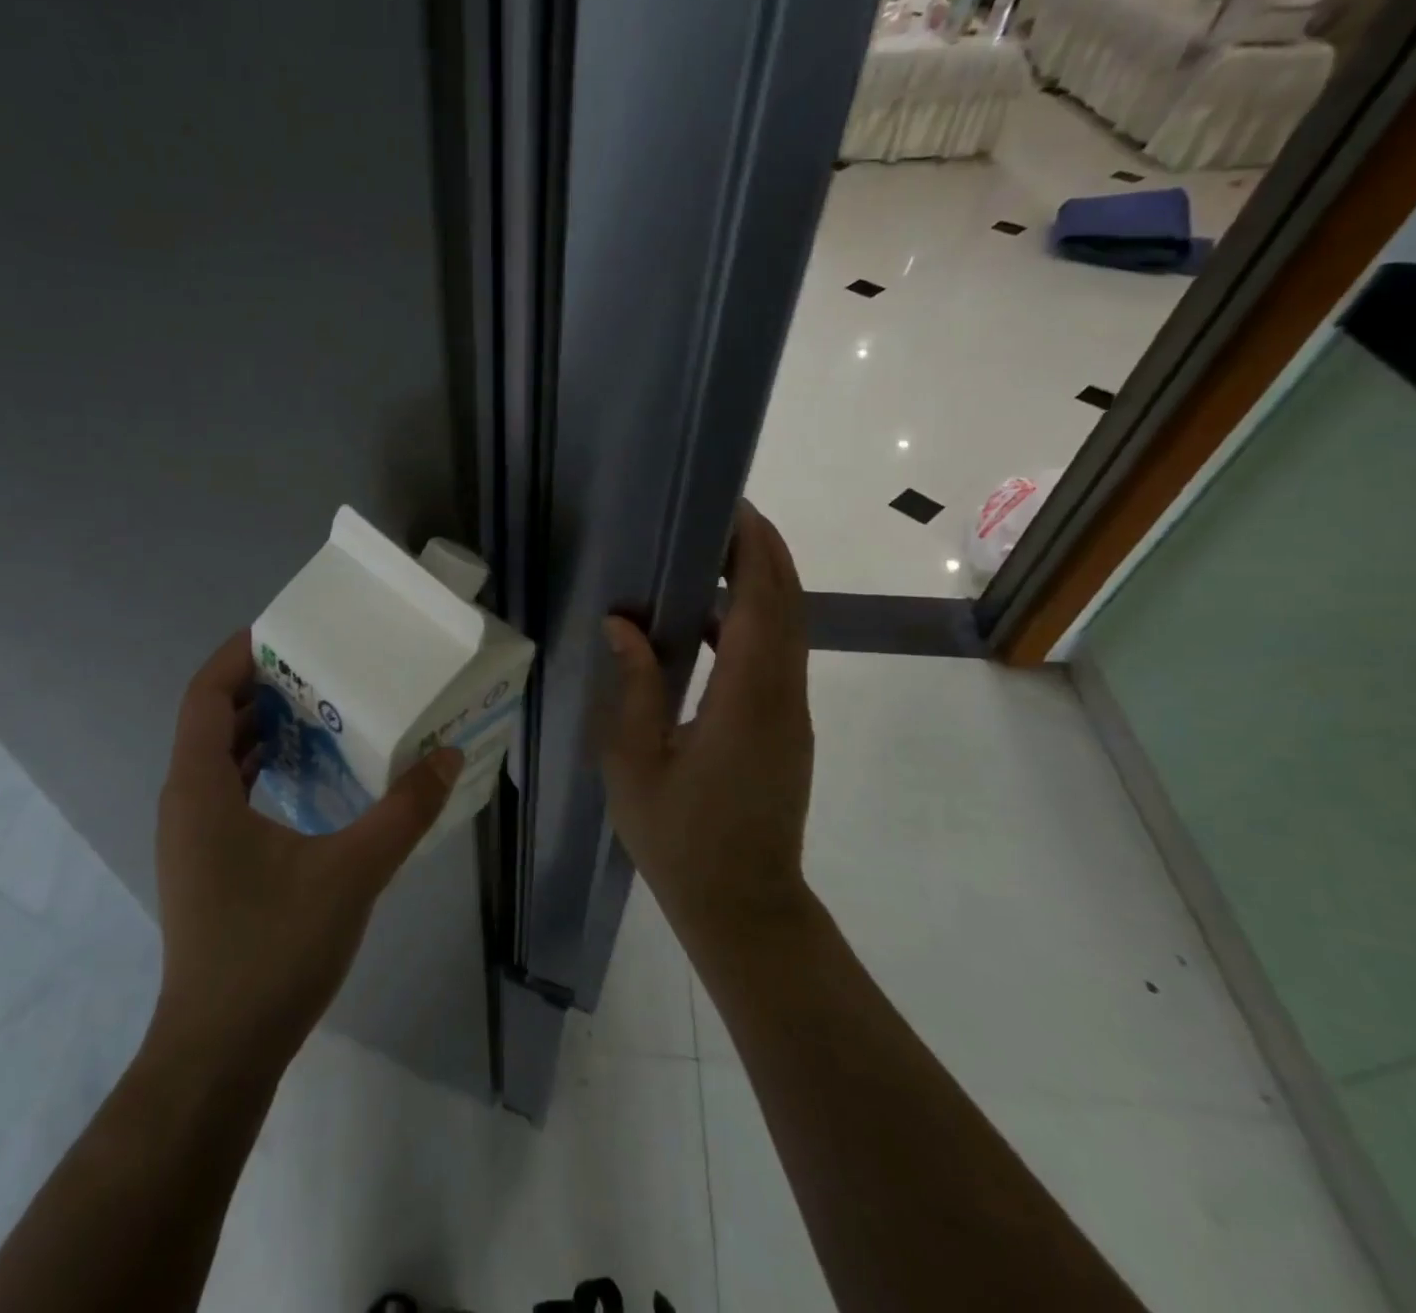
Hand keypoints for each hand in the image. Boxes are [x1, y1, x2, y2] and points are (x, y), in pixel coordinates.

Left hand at [152, 631, 463, 1068]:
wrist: (220, 1053)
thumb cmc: (273, 951)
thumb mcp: (352, 872)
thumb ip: (404, 812)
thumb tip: (448, 756)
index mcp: (200, 789)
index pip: (205, 695)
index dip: (238, 655)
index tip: (286, 632)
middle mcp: (185, 803)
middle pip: (212, 720)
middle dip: (260, 686)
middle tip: (319, 666)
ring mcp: (192, 837)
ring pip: (219, 758)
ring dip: (262, 727)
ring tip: (320, 709)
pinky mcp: (207, 864)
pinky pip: (228, 790)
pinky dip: (262, 766)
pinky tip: (309, 775)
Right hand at [599, 500, 814, 961]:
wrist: (743, 906)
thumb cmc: (680, 839)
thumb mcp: (635, 762)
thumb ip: (634, 686)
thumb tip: (624, 624)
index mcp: (747, 701)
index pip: (763, 604)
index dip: (753, 551)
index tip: (732, 510)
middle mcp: (783, 697)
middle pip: (788, 605)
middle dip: (764, 553)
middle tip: (722, 516)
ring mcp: (792, 713)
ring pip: (789, 629)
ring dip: (761, 584)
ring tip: (713, 557)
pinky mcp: (787, 728)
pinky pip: (778, 657)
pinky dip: (755, 622)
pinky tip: (710, 623)